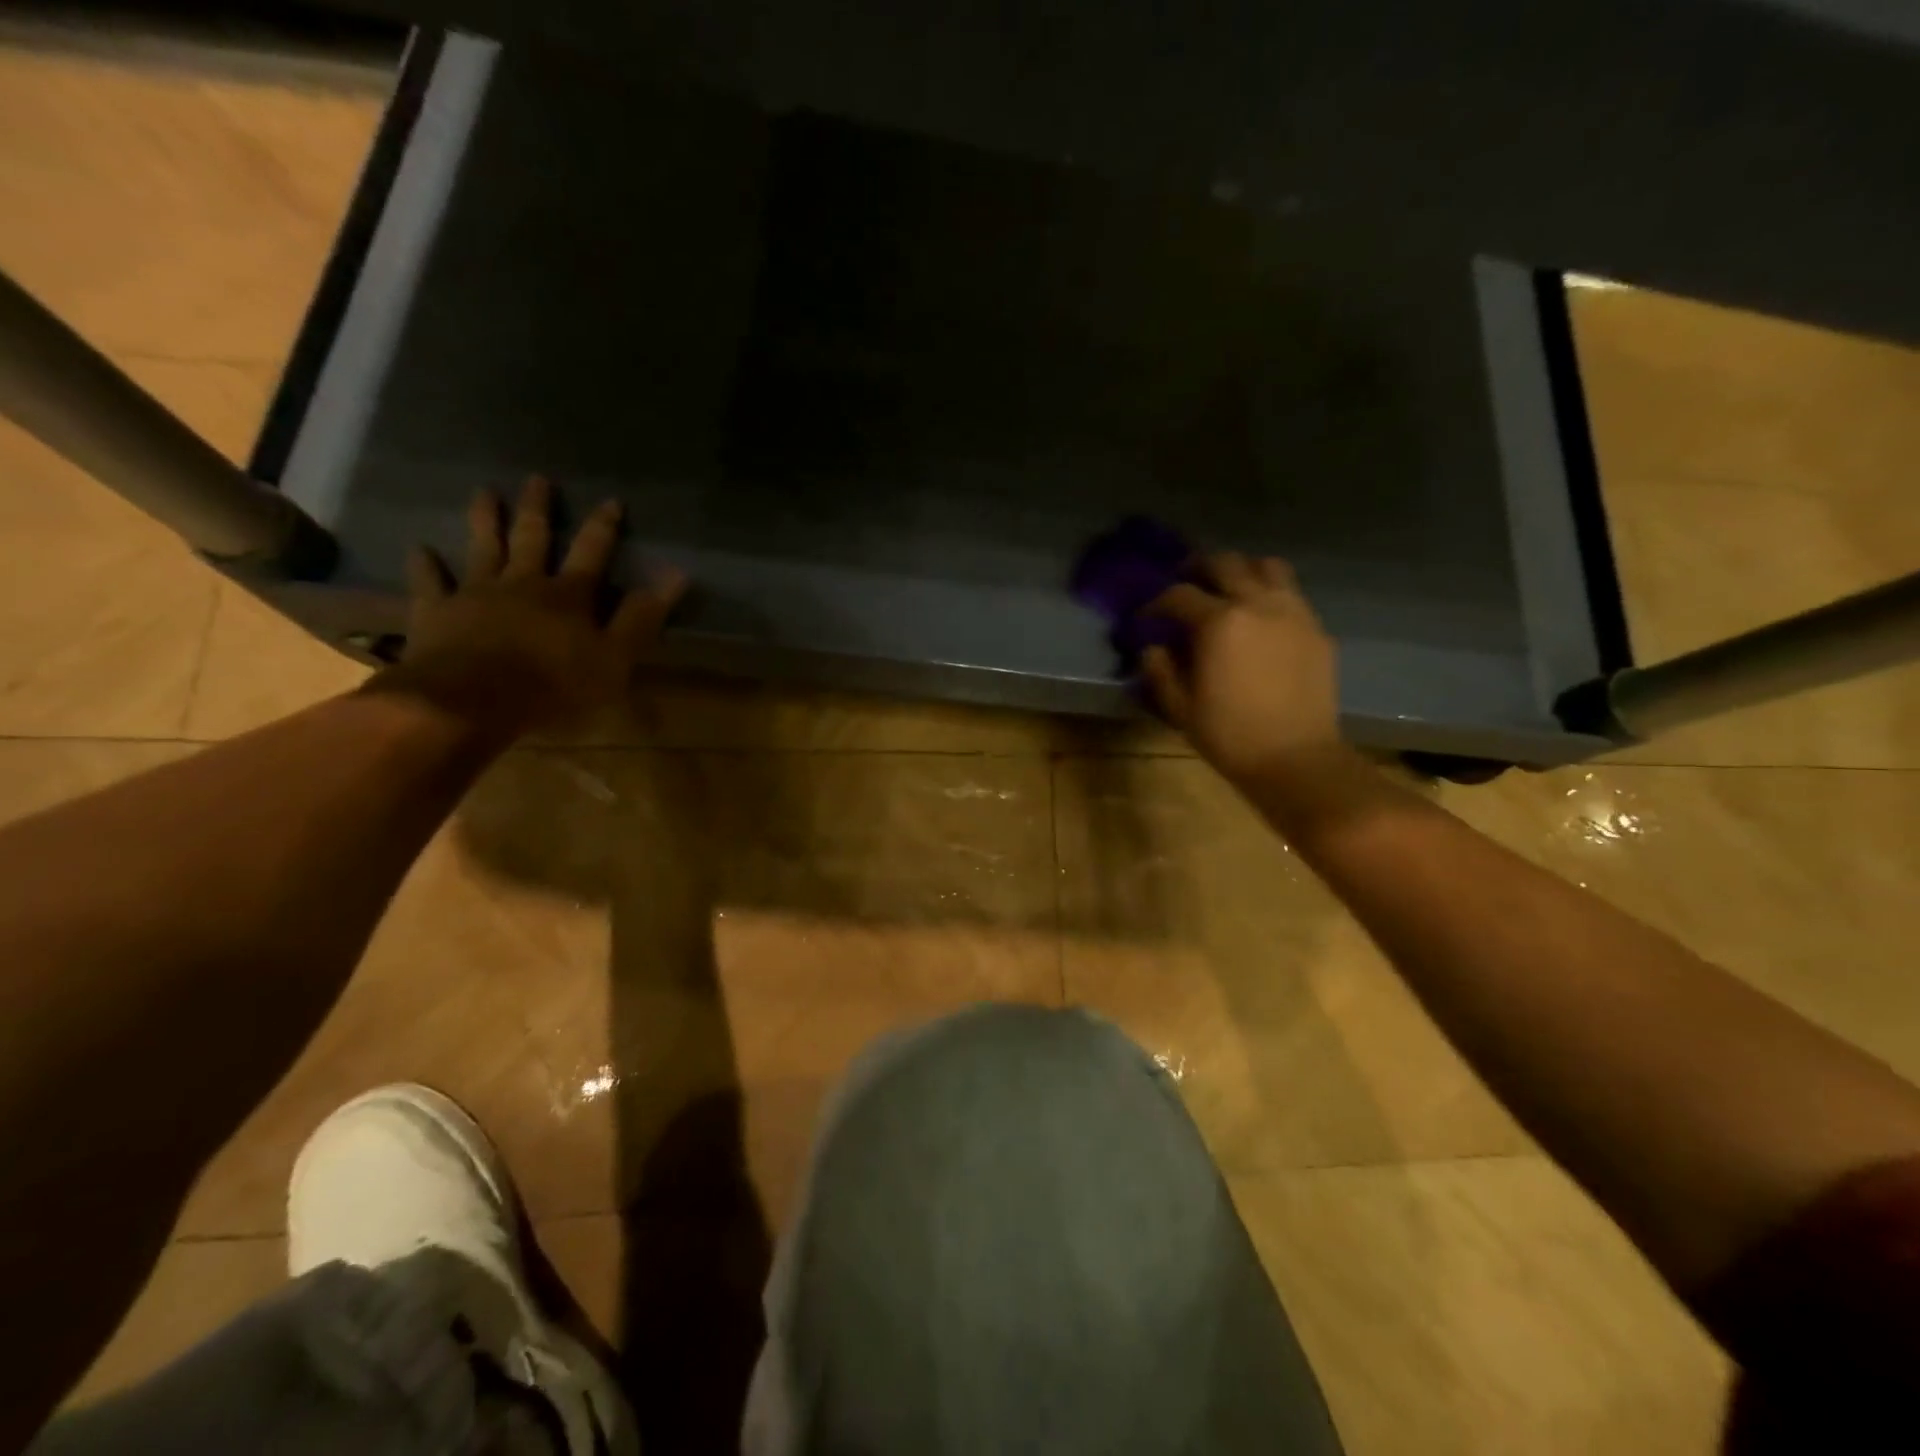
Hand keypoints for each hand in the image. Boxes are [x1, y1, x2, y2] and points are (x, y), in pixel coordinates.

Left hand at [375, 475, 686, 740]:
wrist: (472, 700)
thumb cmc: (554, 685)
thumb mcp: (615, 658)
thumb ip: (642, 617)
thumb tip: (676, 575)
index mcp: (568, 596)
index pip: (592, 553)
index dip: (604, 527)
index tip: (612, 500)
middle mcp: (522, 583)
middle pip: (532, 539)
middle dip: (538, 509)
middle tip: (538, 479)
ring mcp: (475, 594)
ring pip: (482, 548)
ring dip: (484, 520)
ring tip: (483, 492)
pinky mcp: (437, 612)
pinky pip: (430, 583)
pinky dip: (426, 565)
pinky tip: (421, 548)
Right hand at [1140, 552, 1341, 789]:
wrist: (1297, 759)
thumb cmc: (1230, 736)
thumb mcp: (1180, 708)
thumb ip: (1161, 671)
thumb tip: (1153, 648)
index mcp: (1219, 622)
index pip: (1179, 595)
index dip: (1156, 603)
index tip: (1146, 617)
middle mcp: (1257, 604)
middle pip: (1225, 563)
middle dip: (1199, 568)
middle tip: (1186, 583)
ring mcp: (1293, 612)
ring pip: (1267, 566)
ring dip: (1242, 570)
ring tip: (1229, 588)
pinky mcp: (1317, 629)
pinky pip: (1292, 594)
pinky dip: (1271, 594)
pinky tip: (1261, 619)